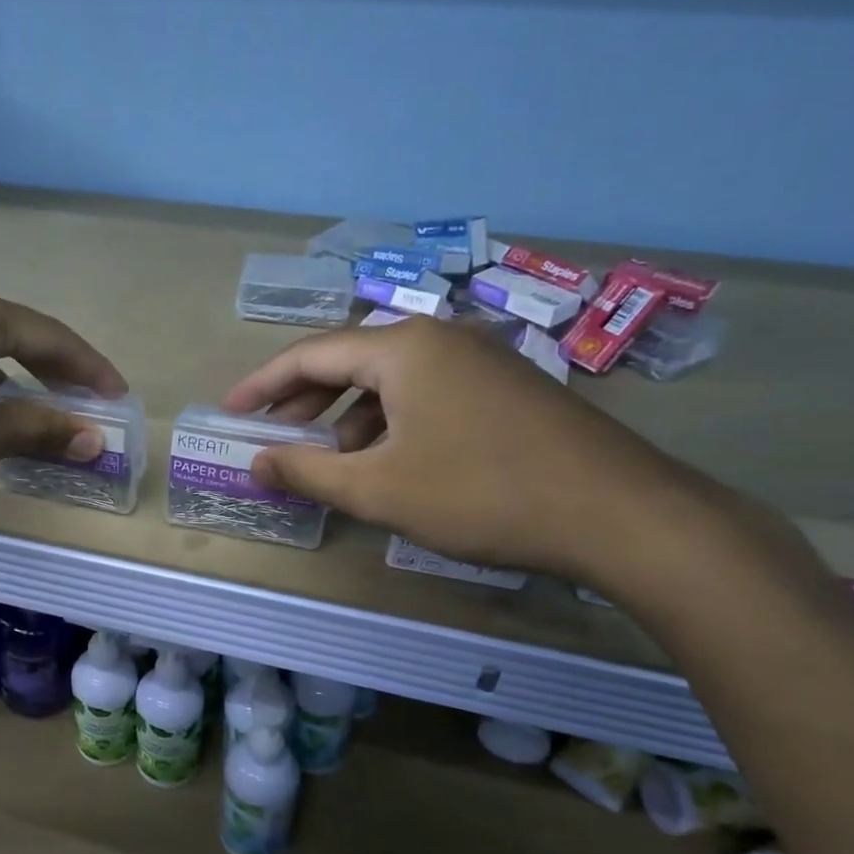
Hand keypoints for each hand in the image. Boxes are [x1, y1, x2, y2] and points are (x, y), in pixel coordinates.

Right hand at [221, 315, 713, 583]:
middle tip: (272, 437)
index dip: (263, 385)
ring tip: (327, 460)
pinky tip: (388, 462)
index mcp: (403, 348)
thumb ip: (307, 473)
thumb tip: (256, 464)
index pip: (311, 355)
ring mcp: (480, 361)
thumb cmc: (482, 493)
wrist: (620, 514)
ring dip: (349, 418)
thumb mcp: (379, 489)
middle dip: (305, 401)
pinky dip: (392, 423)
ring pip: (391, 382)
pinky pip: (427, 395)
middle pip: (351, 362)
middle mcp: (440, 339)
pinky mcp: (507, 389)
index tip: (232, 412)